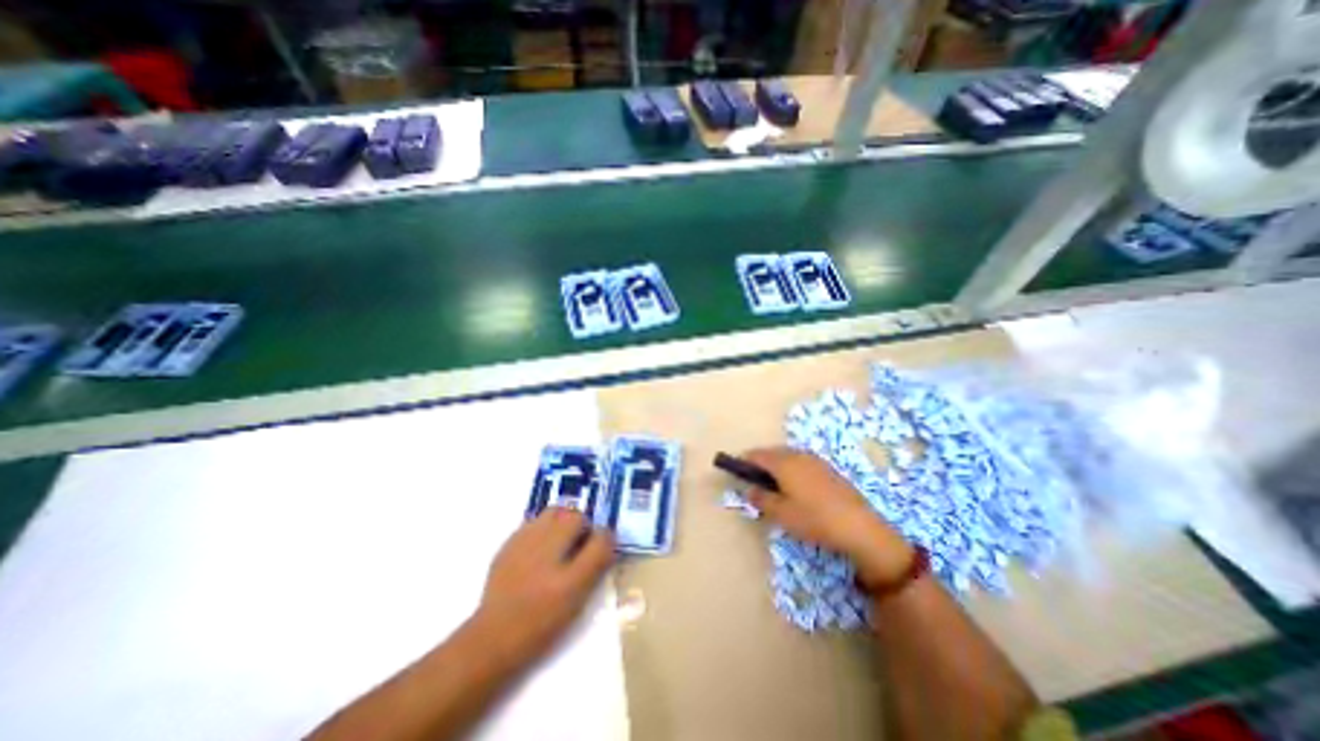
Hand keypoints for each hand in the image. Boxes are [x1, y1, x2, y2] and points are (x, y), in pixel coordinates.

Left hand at [479, 508, 616, 658]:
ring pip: (552, 514)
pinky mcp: (508, 545)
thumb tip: (607, 537)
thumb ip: (596, 560)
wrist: (492, 641)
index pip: (596, 531)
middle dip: (581, 526)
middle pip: (572, 514)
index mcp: (564, 554)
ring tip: (561, 547)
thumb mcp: (577, 595)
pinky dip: (543, 532)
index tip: (599, 553)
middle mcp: (543, 539)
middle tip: (579, 550)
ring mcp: (522, 539)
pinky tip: (540, 555)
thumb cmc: (540, 622)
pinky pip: (534, 525)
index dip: (601, 538)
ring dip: (562, 524)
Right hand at [741, 448, 921, 585]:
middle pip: (773, 452)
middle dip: (761, 462)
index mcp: (783, 463)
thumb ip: (761, 499)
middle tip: (756, 481)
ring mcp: (815, 460)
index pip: (757, 454)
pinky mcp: (828, 468)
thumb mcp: (781, 514)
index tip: (737, 470)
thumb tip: (750, 490)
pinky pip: (802, 461)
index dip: (744, 461)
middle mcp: (798, 455)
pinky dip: (792, 468)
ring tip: (775, 485)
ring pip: (788, 456)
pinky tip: (797, 487)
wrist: (858, 526)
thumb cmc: (813, 519)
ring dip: (777, 465)